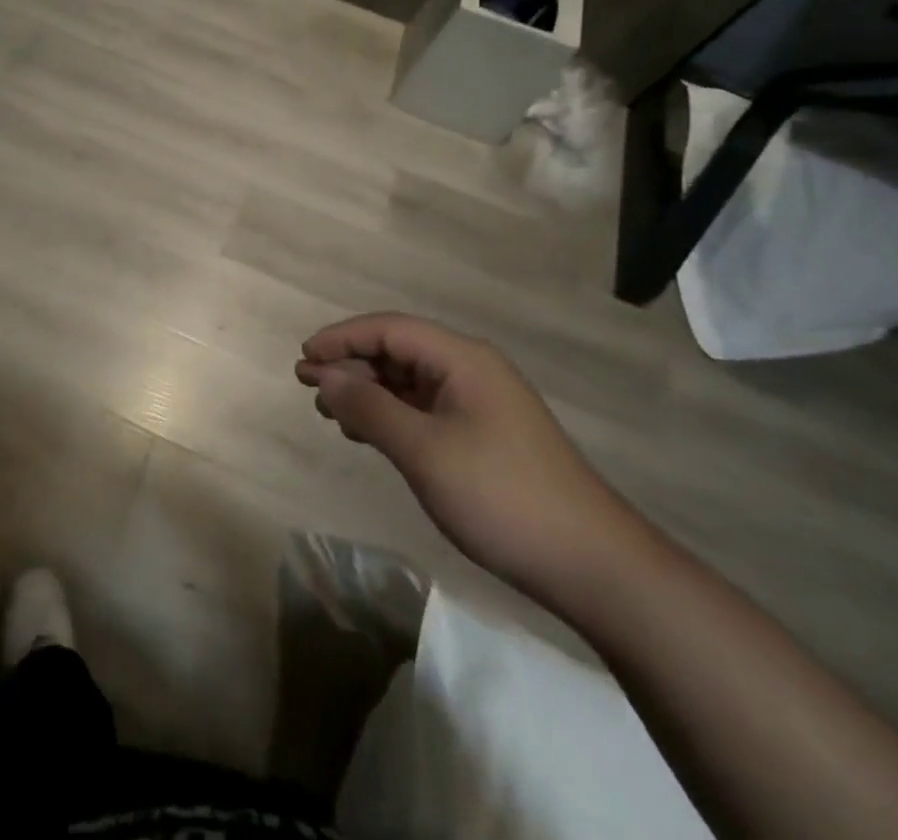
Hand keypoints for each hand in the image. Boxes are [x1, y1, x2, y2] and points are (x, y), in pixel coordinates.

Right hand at [297, 313, 644, 603]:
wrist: (594, 567)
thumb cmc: (502, 496)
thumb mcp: (424, 450)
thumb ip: (369, 408)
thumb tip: (324, 376)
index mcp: (462, 359)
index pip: (388, 329)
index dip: (341, 338)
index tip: (303, 359)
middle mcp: (470, 370)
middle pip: (397, 351)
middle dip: (350, 365)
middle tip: (308, 387)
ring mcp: (479, 404)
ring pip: (408, 381)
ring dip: (367, 391)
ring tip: (330, 412)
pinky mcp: (483, 436)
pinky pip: (423, 409)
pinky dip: (390, 414)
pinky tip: (367, 433)